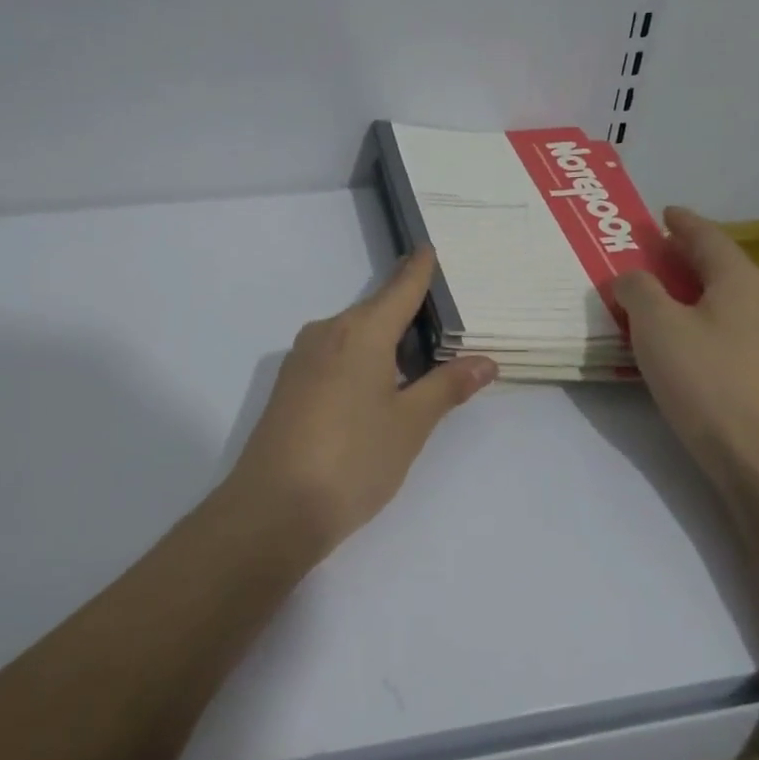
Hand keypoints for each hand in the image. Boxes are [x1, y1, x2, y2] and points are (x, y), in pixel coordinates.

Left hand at [220, 248, 496, 560]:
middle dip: (408, 315)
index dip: (418, 269)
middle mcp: (326, 334)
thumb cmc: (353, 460)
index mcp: (360, 332)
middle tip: (446, 328)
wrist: (273, 510)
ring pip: (354, 337)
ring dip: (385, 344)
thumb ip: (447, 387)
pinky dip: (362, 363)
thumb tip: (485, 361)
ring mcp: (302, 361)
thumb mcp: (410, 424)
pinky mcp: (289, 388)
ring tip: (420, 366)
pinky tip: (377, 393)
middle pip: (376, 312)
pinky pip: (335, 359)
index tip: (430, 249)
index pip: (399, 288)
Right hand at [613, 207, 758, 488]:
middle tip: (657, 256)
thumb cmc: (706, 382)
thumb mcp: (656, 327)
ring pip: (731, 306)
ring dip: (699, 297)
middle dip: (689, 260)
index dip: (682, 223)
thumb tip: (632, 276)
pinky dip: (709, 329)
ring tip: (670, 303)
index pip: (708, 238)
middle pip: (723, 269)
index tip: (663, 213)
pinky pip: (735, 338)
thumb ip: (639, 291)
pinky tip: (694, 350)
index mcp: (740, 281)